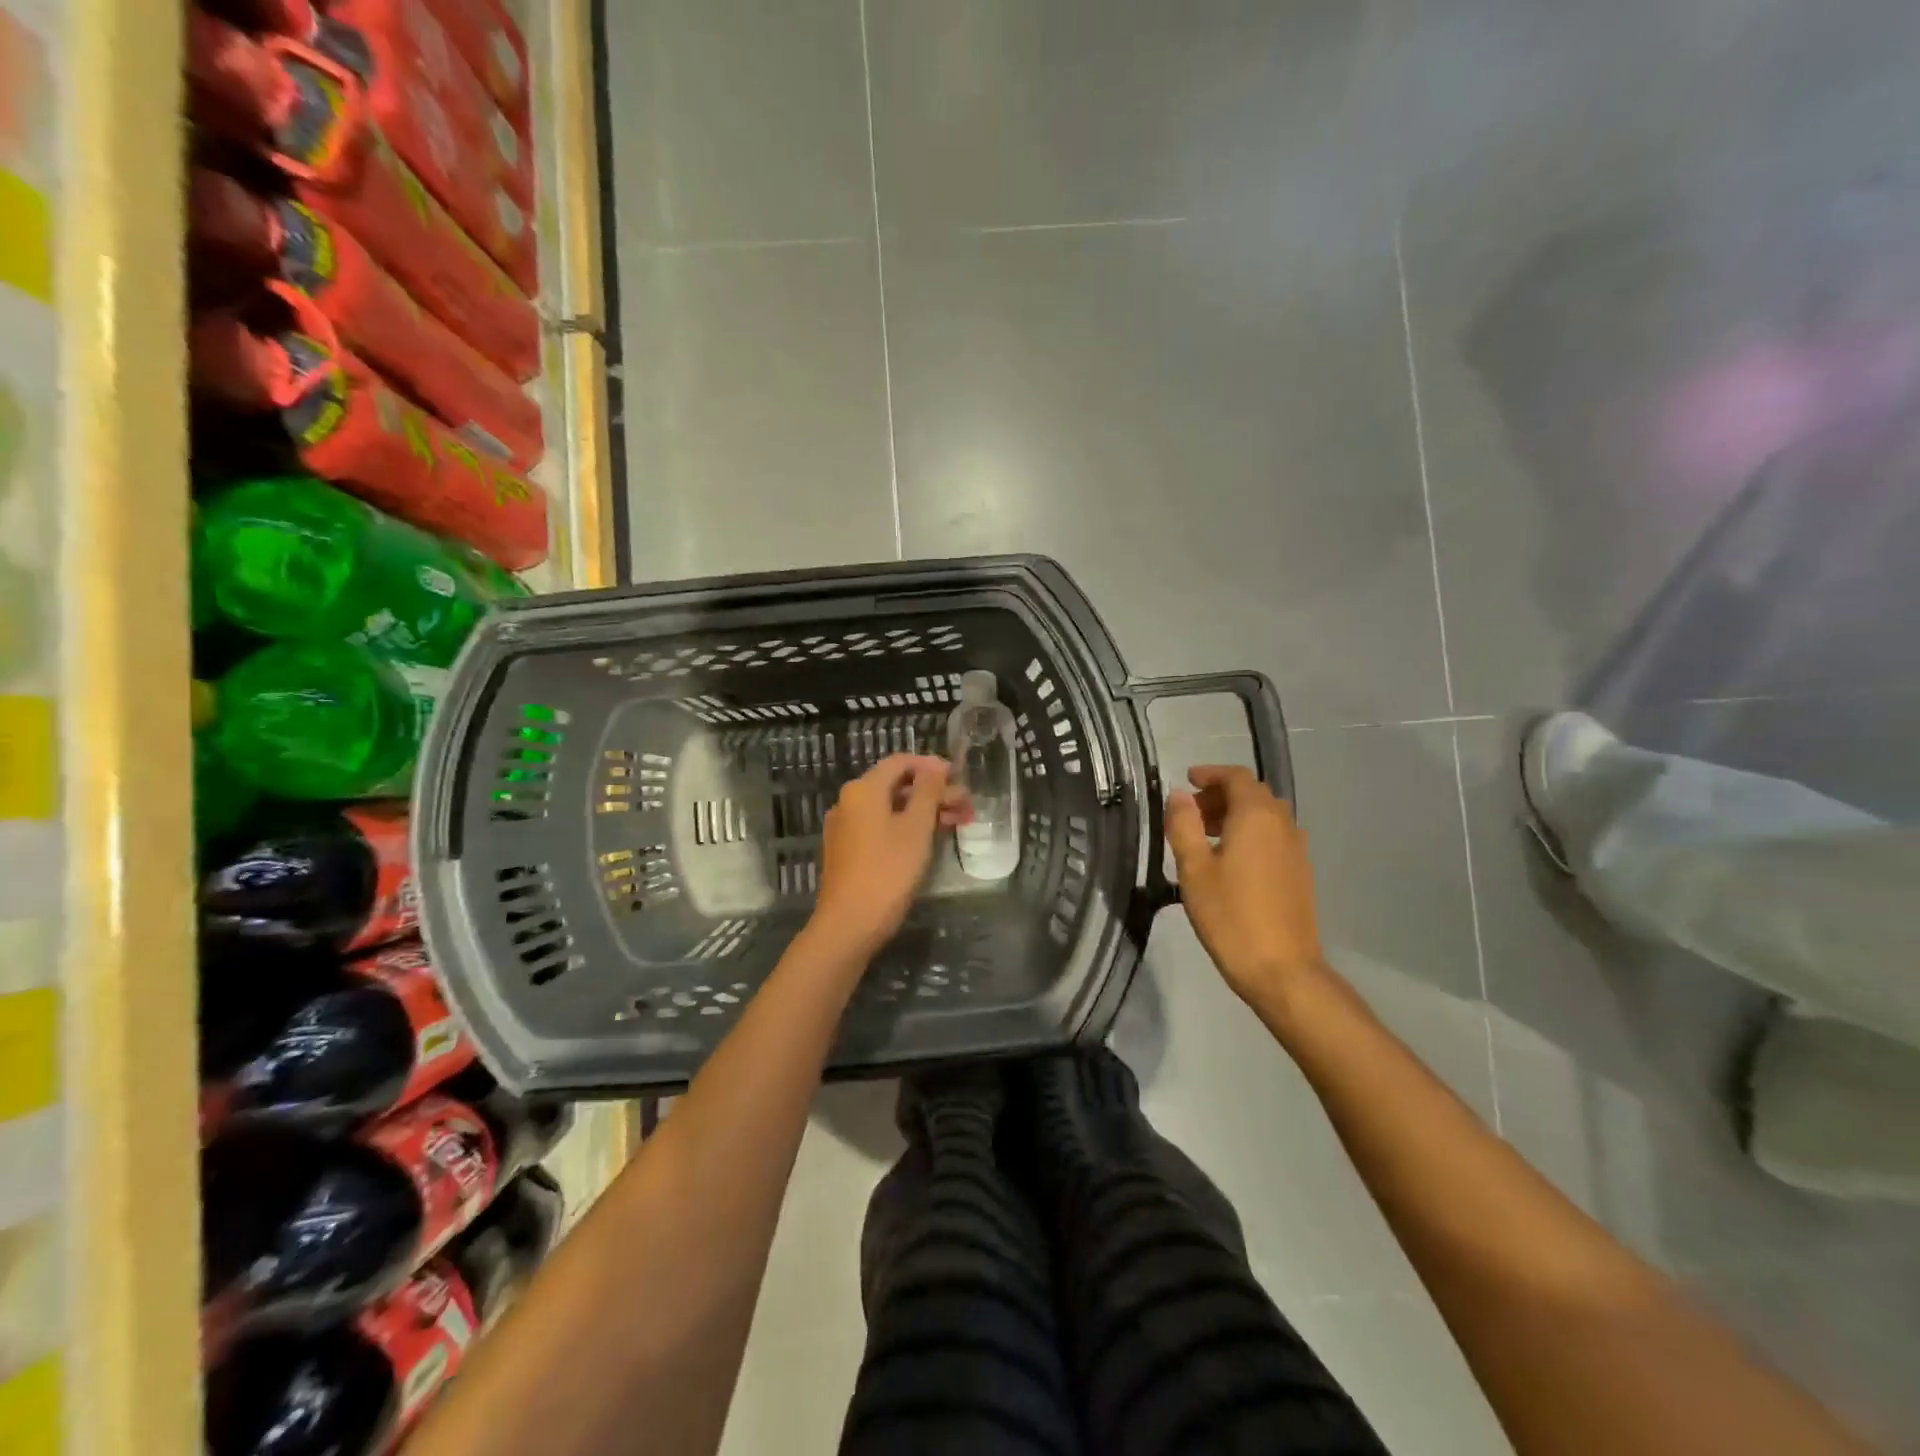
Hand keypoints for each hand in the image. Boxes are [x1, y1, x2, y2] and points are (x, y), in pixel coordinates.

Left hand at [807, 755, 967, 961]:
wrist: (849, 925)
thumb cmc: (888, 871)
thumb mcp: (916, 828)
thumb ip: (928, 792)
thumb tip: (935, 765)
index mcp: (863, 789)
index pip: (900, 762)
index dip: (932, 765)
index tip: (960, 777)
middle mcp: (849, 801)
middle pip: (896, 785)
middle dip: (933, 792)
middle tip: (966, 805)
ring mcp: (846, 827)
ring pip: (890, 808)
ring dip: (924, 811)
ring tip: (958, 823)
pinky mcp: (847, 850)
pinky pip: (880, 826)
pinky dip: (906, 827)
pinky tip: (930, 840)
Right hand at [1166, 764, 1328, 1007]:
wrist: (1282, 970)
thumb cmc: (1231, 916)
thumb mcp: (1194, 869)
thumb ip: (1184, 825)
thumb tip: (1179, 795)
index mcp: (1257, 816)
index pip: (1237, 777)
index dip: (1211, 774)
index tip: (1187, 780)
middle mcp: (1282, 824)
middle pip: (1252, 794)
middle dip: (1220, 795)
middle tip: (1190, 813)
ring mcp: (1296, 849)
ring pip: (1265, 816)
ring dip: (1236, 815)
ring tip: (1205, 838)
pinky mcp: (1300, 872)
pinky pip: (1273, 837)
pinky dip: (1250, 834)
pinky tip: (1229, 862)